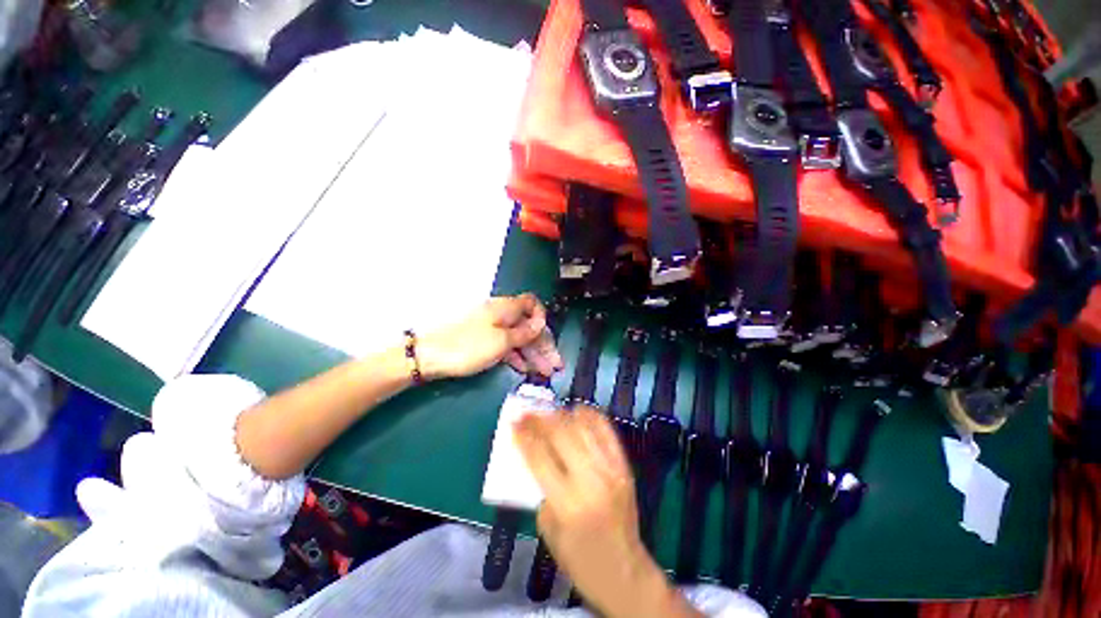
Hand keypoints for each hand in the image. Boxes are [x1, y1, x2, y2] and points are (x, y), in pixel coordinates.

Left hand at [417, 294, 562, 380]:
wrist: (428, 355)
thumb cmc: (468, 346)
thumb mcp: (501, 341)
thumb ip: (524, 333)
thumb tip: (541, 323)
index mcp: (506, 307)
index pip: (532, 304)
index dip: (542, 318)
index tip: (547, 337)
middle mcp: (500, 313)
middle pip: (527, 324)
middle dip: (542, 344)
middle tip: (554, 365)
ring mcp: (490, 327)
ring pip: (517, 337)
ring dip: (531, 353)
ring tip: (544, 372)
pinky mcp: (481, 339)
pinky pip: (505, 344)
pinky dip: (515, 355)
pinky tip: (523, 368)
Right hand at [515, 408, 700, 617]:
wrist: (625, 574)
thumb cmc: (580, 560)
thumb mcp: (548, 531)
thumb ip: (541, 490)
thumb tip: (536, 454)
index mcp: (567, 504)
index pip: (539, 457)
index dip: (523, 436)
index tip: (513, 422)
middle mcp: (591, 480)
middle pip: (561, 434)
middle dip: (540, 419)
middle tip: (527, 413)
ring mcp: (611, 470)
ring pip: (583, 428)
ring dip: (562, 414)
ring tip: (548, 411)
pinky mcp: (624, 466)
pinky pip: (606, 431)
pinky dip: (590, 416)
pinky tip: (577, 410)